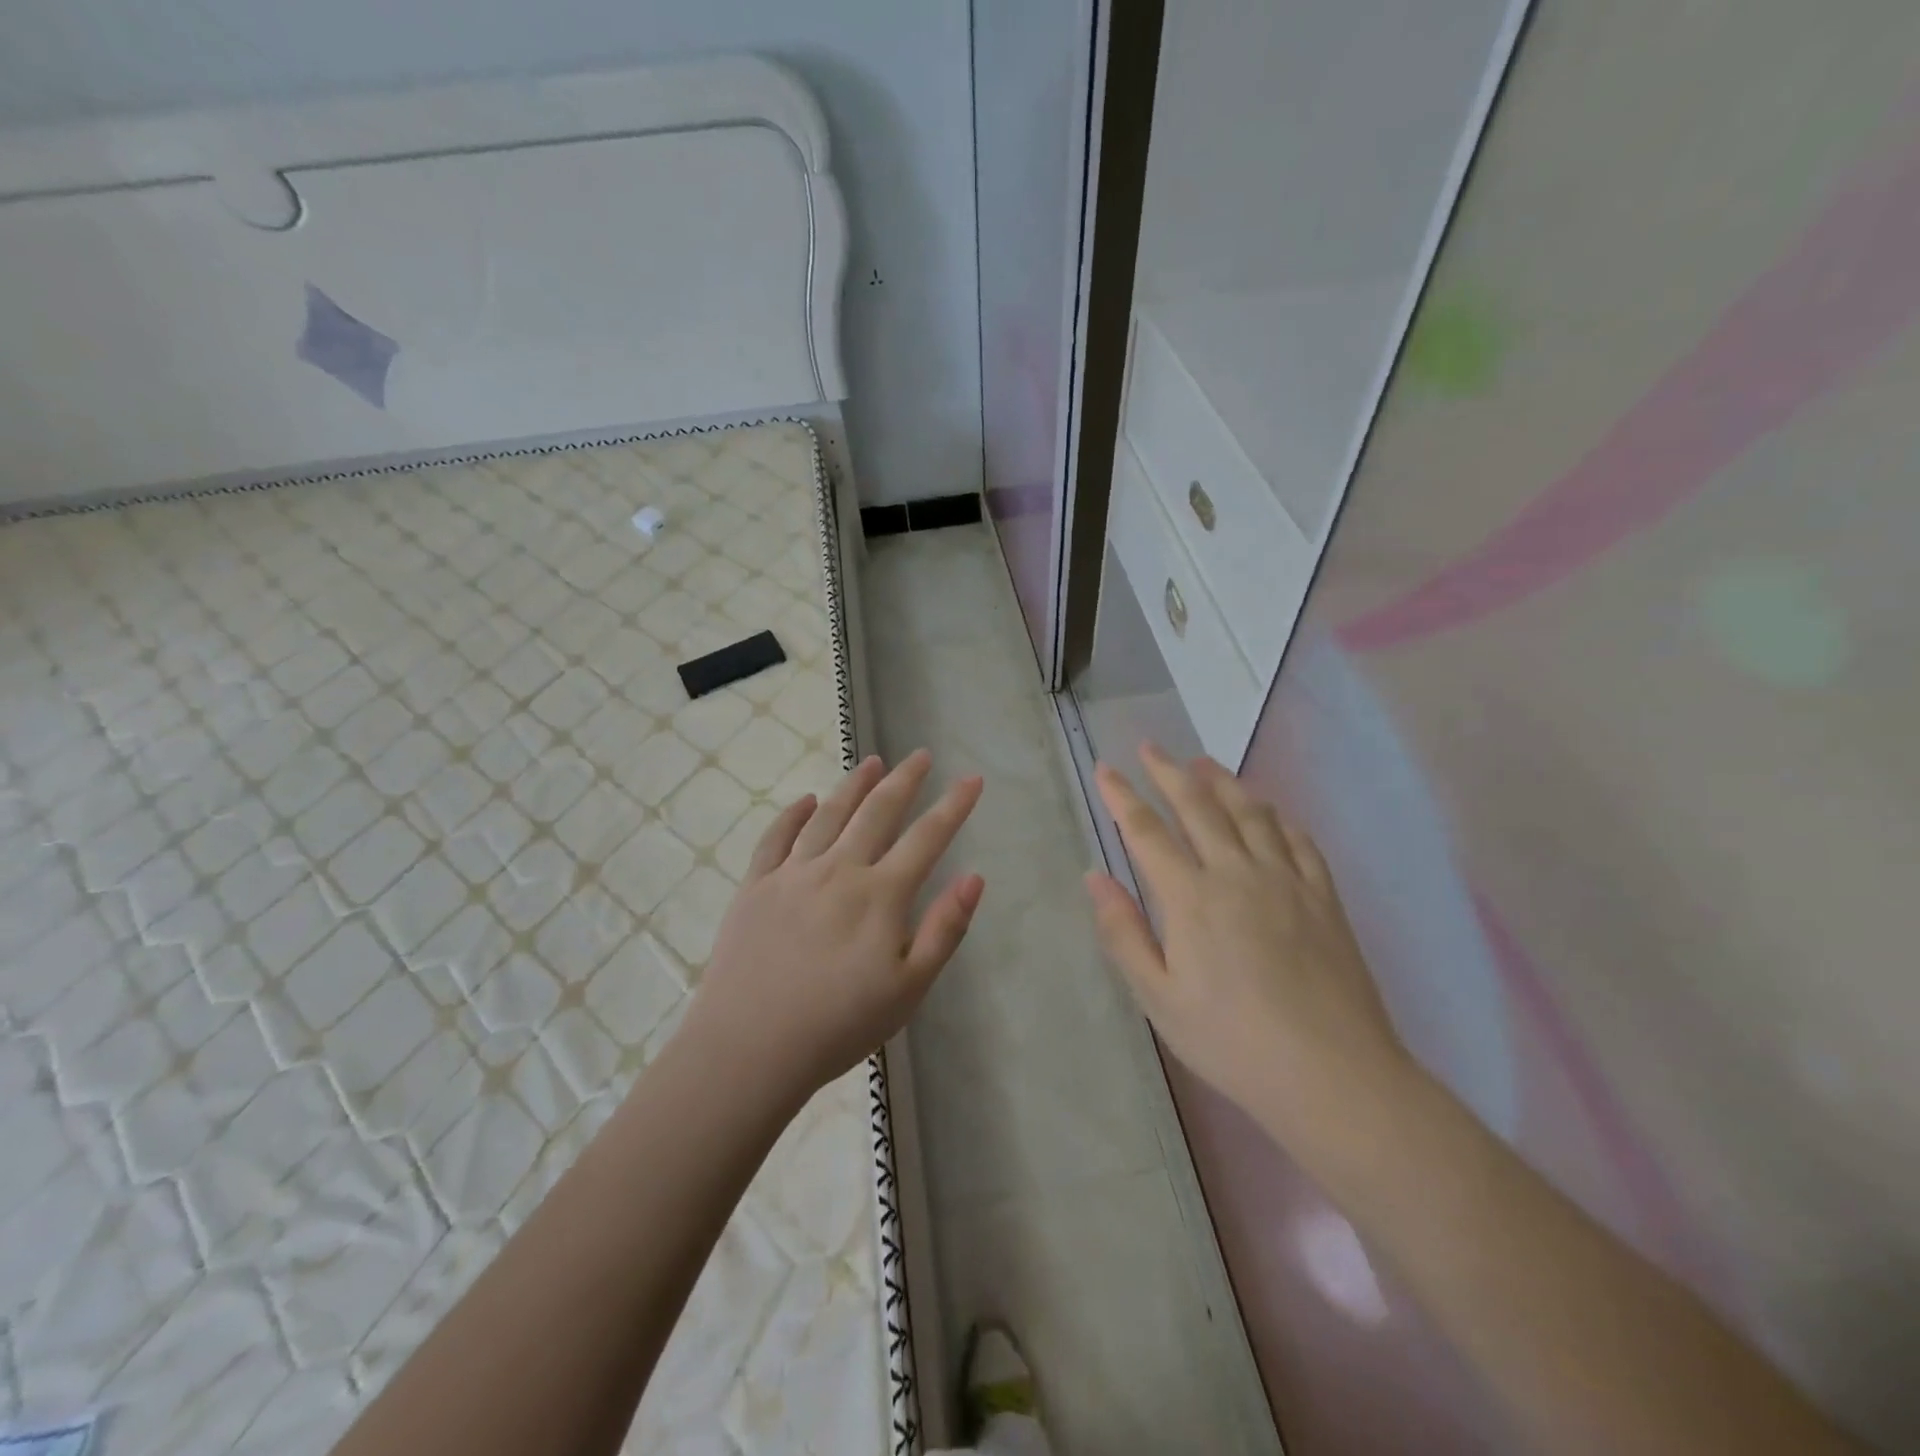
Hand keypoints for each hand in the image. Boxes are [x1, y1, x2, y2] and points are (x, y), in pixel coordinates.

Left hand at [682, 749, 984, 1102]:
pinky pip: (776, 838)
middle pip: (877, 812)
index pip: (927, 837)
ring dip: (853, 785)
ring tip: (870, 763)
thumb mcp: (909, 989)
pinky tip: (805, 801)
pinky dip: (793, 814)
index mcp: (880, 895)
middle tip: (920, 755)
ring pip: (828, 815)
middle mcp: (838, 870)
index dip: (953, 805)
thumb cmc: (839, 1026)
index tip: (972, 778)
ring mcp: (792, 874)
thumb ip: (944, 929)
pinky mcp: (755, 887)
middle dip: (904, 780)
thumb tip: (974, 877)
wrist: (749, 1048)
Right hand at [1086, 744, 1411, 1155]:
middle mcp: (1236, 873)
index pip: (1146, 831)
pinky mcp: (1323, 896)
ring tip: (1204, 763)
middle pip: (1198, 806)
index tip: (1105, 769)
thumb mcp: (1159, 998)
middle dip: (1169, 772)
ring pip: (1250, 812)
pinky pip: (1297, 839)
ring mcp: (1286, 880)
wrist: (1333, 1074)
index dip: (1122, 796)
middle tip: (1151, 748)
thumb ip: (1124, 933)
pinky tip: (1268, 810)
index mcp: (1190, 897)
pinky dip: (1277, 816)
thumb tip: (1096, 877)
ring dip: (1223, 781)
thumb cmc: (1231, 1041)